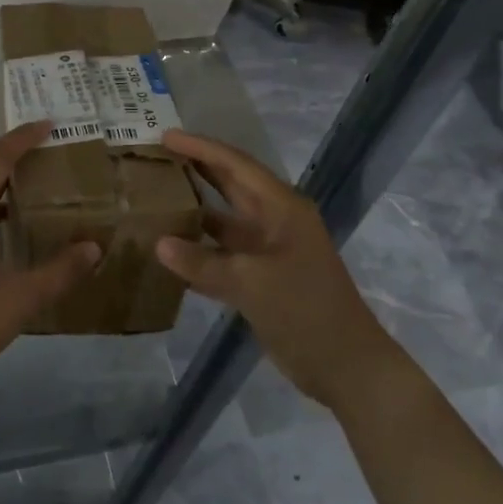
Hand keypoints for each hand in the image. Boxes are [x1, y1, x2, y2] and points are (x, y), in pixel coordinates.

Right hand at [155, 130, 394, 410]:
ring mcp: (269, 248)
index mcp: (282, 208)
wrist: (346, 367)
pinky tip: (169, 247)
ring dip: (195, 207)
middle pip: (231, 184)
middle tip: (157, 156)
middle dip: (197, 167)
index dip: (201, 148)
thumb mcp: (252, 284)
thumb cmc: (306, 312)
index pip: (236, 165)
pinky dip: (199, 247)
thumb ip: (203, 263)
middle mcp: (275, 220)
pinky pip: (224, 251)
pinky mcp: (262, 275)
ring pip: (225, 218)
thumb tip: (159, 243)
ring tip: (156, 194)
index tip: (165, 136)